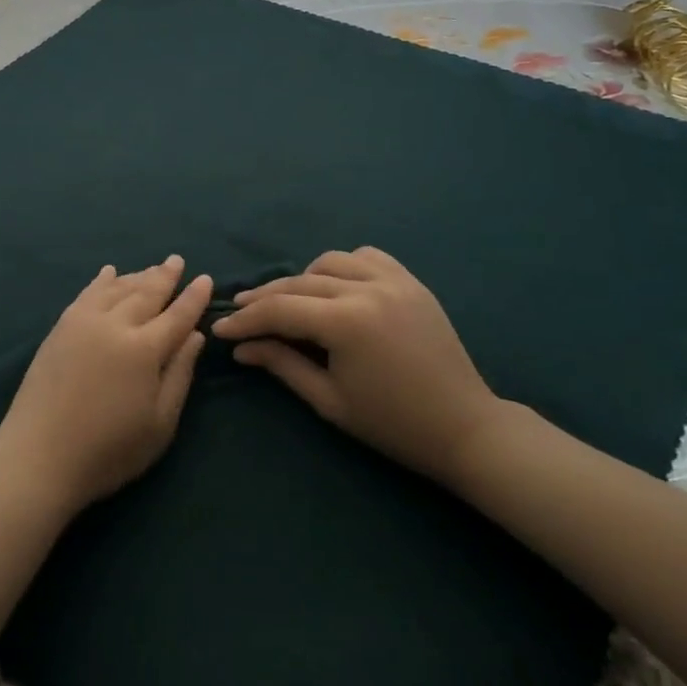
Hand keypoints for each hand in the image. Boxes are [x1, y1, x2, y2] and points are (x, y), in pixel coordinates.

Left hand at [0, 256, 210, 514]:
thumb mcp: (159, 424)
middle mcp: (115, 325)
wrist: (40, 455)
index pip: (177, 315)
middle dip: (165, 276)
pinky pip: (87, 293)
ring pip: (117, 288)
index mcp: (144, 349)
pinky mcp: (61, 327)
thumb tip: (194, 336)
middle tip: (177, 260)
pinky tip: (109, 272)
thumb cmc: (108, 451)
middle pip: (146, 293)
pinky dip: (101, 281)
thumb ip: (179, 375)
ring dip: (137, 276)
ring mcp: (84, 322)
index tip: (204, 279)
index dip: (193, 297)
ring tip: (152, 268)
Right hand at [212, 246, 499, 482]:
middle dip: (265, 298)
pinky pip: (366, 257)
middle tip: (240, 312)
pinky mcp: (410, 281)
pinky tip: (336, 287)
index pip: (280, 310)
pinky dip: (343, 266)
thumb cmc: (393, 424)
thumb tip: (241, 347)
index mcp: (347, 323)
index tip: (221, 328)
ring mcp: (392, 280)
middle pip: (298, 283)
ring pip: (329, 262)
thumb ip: (282, 365)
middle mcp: (366, 289)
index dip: (246, 320)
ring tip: (292, 302)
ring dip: (303, 279)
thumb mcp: (329, 400)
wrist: (465, 429)